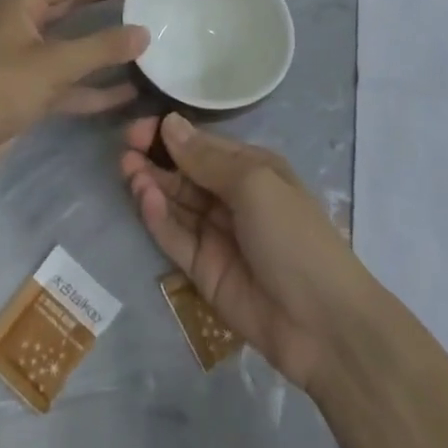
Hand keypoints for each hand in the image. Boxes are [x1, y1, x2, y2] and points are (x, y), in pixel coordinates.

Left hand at [0, 0, 153, 178]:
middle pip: (78, 1)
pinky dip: (97, 84)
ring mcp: (29, 56)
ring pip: (77, 40)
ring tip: (147, 31)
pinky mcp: (31, 89)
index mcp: (26, 2)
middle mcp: (27, 22)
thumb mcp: (53, 64)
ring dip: (108, 39)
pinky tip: (129, 89)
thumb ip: (101, 47)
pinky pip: (72, 80)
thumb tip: (144, 34)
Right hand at [121, 113, 369, 389]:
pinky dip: (158, 218)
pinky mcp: (203, 270)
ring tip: (128, 170)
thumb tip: (169, 122)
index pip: (201, 144)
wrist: (323, 324)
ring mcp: (216, 235)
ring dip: (151, 185)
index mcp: (250, 169)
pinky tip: (145, 198)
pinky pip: (175, 237)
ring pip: (175, 203)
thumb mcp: (254, 184)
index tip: (138, 129)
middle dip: (154, 158)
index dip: (169, 134)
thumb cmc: (293, 235)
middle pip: (184, 172)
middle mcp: (231, 197)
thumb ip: (206, 158)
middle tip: (124, 150)